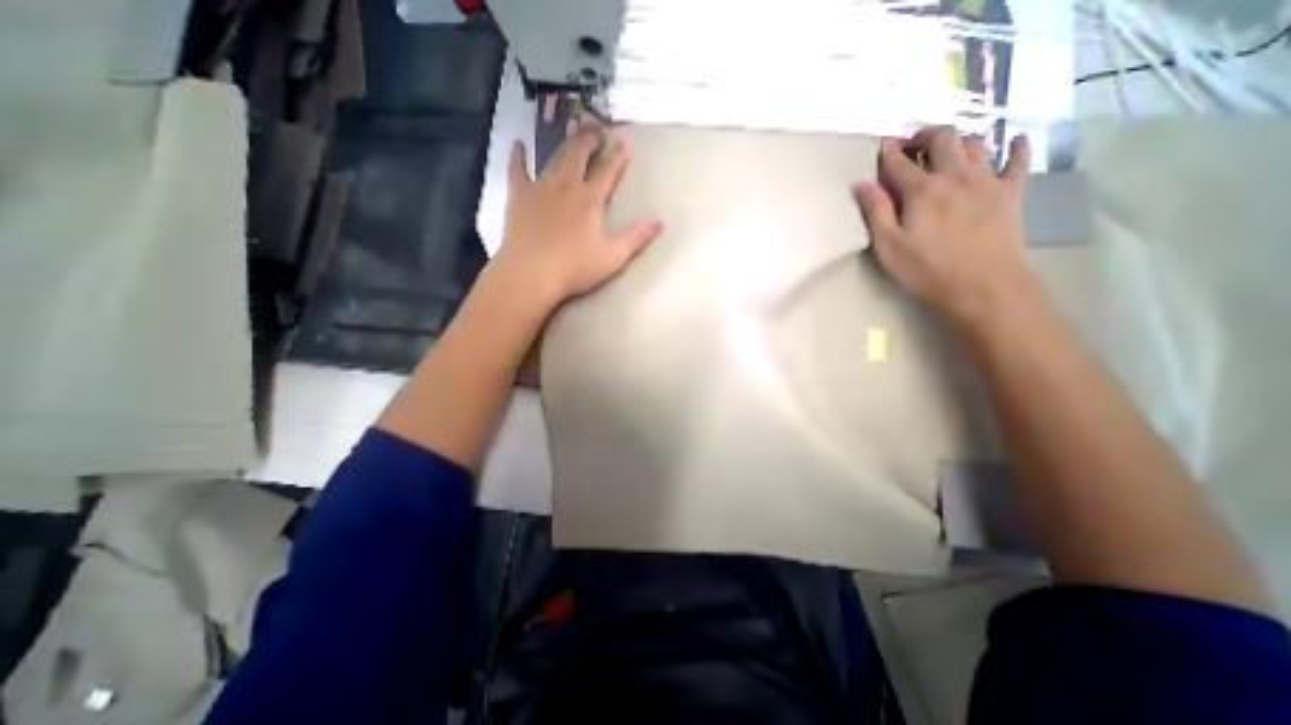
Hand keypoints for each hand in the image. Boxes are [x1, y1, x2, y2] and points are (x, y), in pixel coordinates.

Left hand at [490, 129, 660, 310]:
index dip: (618, 157)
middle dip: (590, 140)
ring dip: (565, 142)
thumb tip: (660, 220)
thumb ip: (636, 237)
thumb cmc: (575, 267)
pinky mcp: (519, 196)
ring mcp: (540, 188)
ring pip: (554, 157)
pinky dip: (518, 156)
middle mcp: (566, 186)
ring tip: (572, 128)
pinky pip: (517, 170)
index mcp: (590, 199)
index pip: (608, 172)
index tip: (624, 143)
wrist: (531, 273)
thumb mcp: (613, 256)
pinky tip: (518, 144)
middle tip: (596, 128)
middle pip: (579, 155)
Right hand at [854, 128, 1034, 326]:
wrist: (982, 285)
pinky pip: (1018, 161)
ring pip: (976, 144)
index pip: (900, 162)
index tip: (882, 145)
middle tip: (913, 145)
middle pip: (943, 139)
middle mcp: (956, 176)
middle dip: (925, 136)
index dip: (889, 151)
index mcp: (922, 190)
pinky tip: (1015, 141)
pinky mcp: (1011, 193)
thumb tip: (861, 184)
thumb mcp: (889, 246)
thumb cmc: (926, 269)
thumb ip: (875, 212)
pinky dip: (1016, 147)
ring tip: (946, 148)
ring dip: (958, 140)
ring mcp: (988, 181)